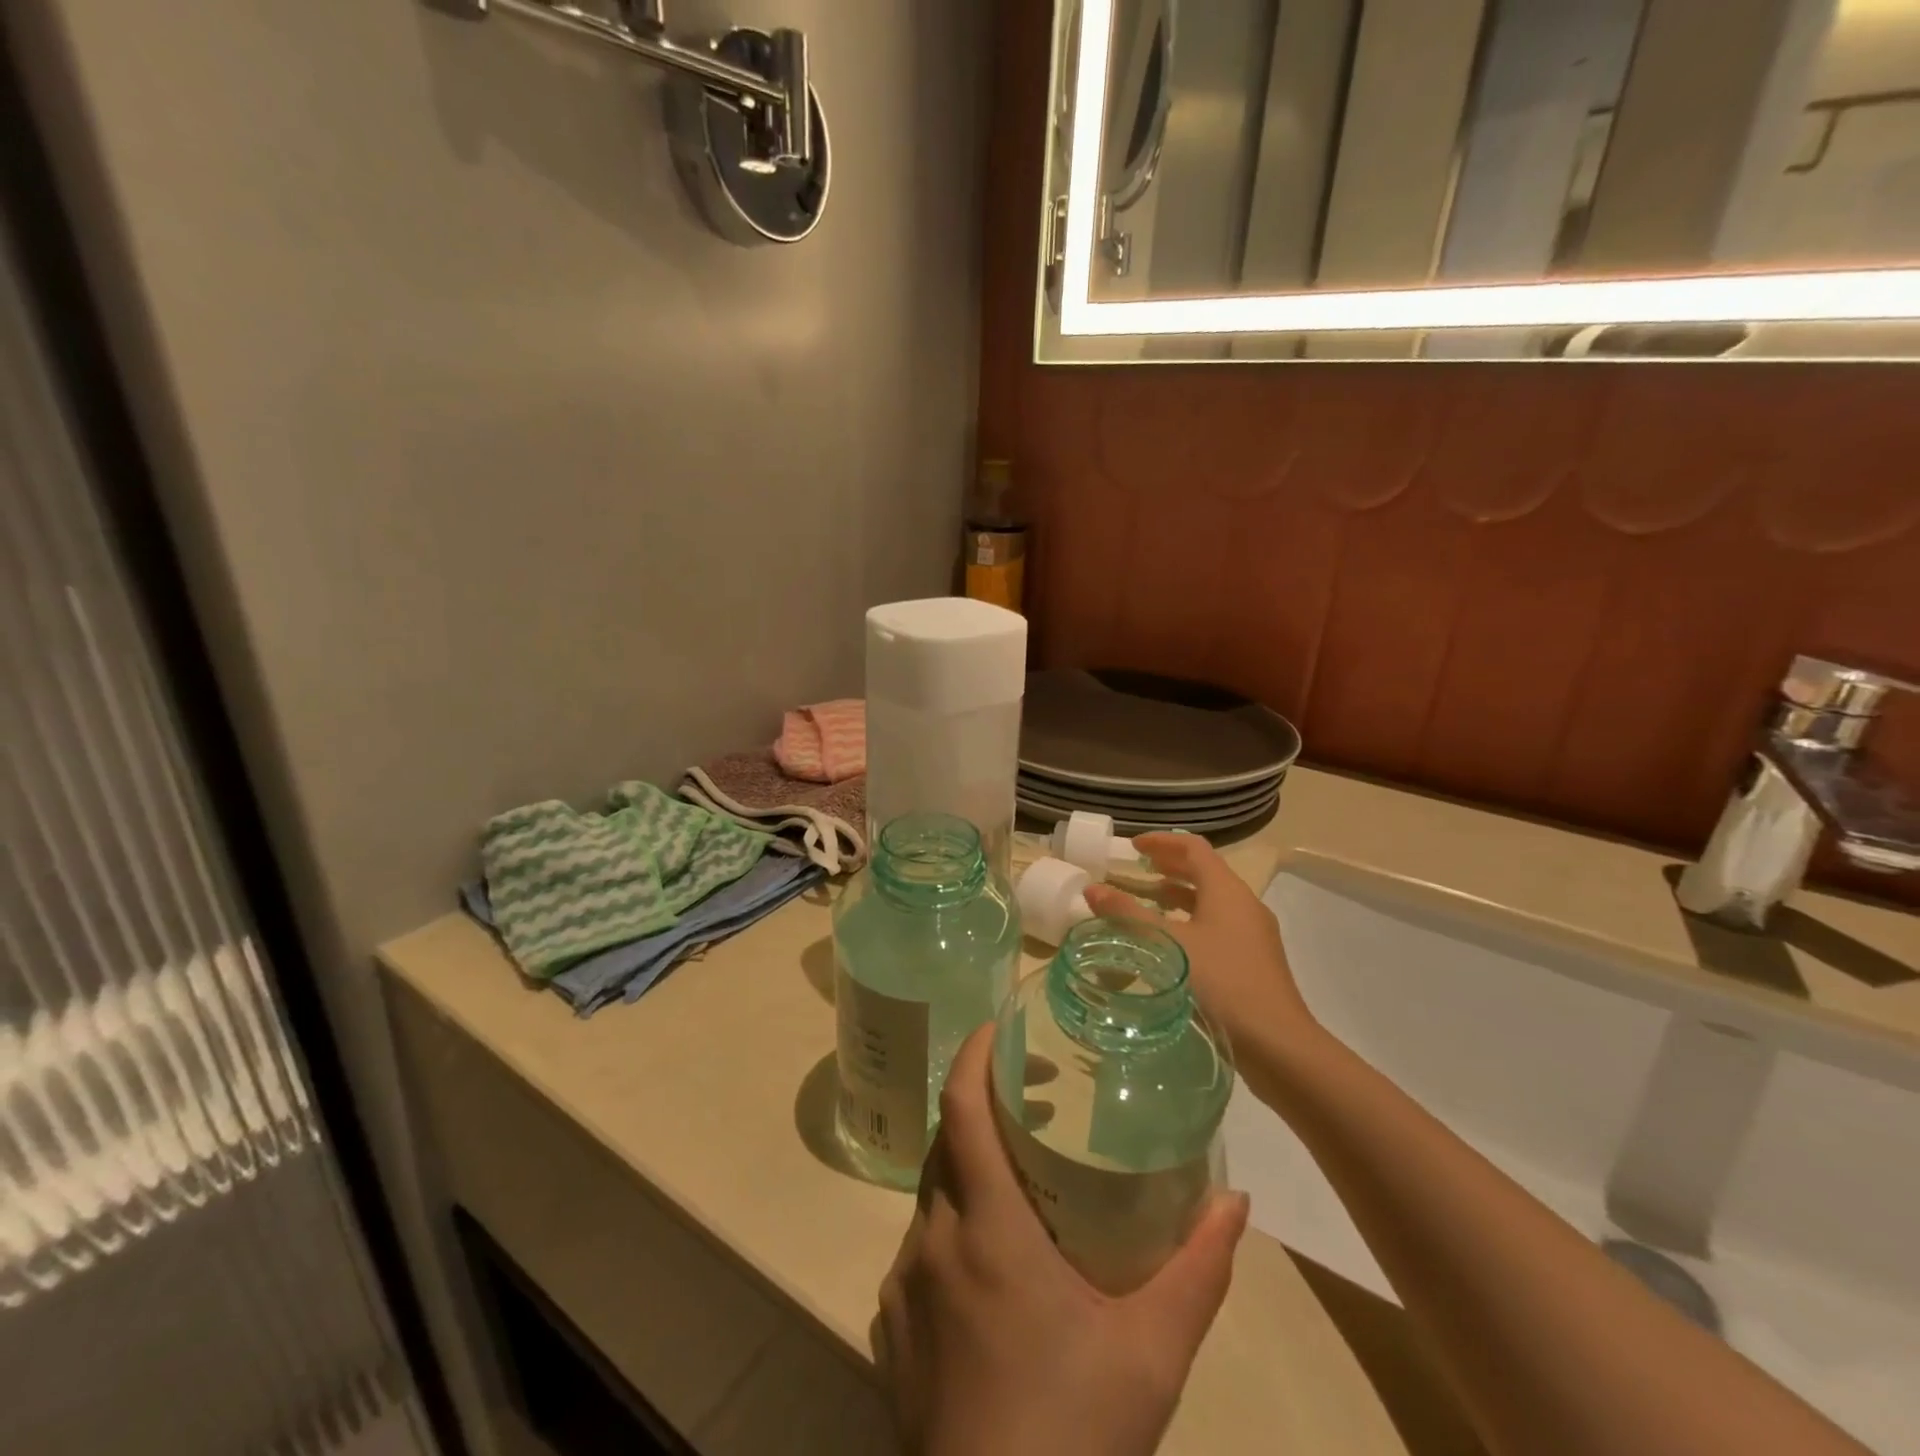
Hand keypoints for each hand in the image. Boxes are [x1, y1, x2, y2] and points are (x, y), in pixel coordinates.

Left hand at [876, 1025, 1249, 1455]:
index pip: (962, 1109)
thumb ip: (1198, 1270)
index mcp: (986, 1227)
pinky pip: (917, 1251)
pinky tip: (990, 1269)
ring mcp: (902, 1287)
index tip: (998, 1026)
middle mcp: (931, 1241)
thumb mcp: (1153, 1353)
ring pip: (929, 1196)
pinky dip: (950, 1229)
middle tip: (1030, 1100)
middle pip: (945, 1144)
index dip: (974, 1056)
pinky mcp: (889, 1330)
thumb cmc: (1074, 1433)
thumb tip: (1235, 1201)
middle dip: (980, 1107)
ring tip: (1017, 1183)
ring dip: (966, 1170)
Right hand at [1083, 833, 1316, 1064]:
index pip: (1193, 848)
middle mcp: (1244, 904)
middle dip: (1169, 866)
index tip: (1132, 846)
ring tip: (1147, 901)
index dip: (1162, 841)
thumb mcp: (1168, 945)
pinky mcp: (1254, 960)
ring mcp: (1253, 934)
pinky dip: (1190, 920)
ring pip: (1210, 901)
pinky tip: (1171, 943)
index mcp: (1227, 890)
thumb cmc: (1222, 982)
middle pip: (1204, 871)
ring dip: (1178, 895)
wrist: (1278, 1045)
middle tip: (1136, 868)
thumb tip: (1092, 889)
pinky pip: (1217, 925)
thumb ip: (1128, 915)